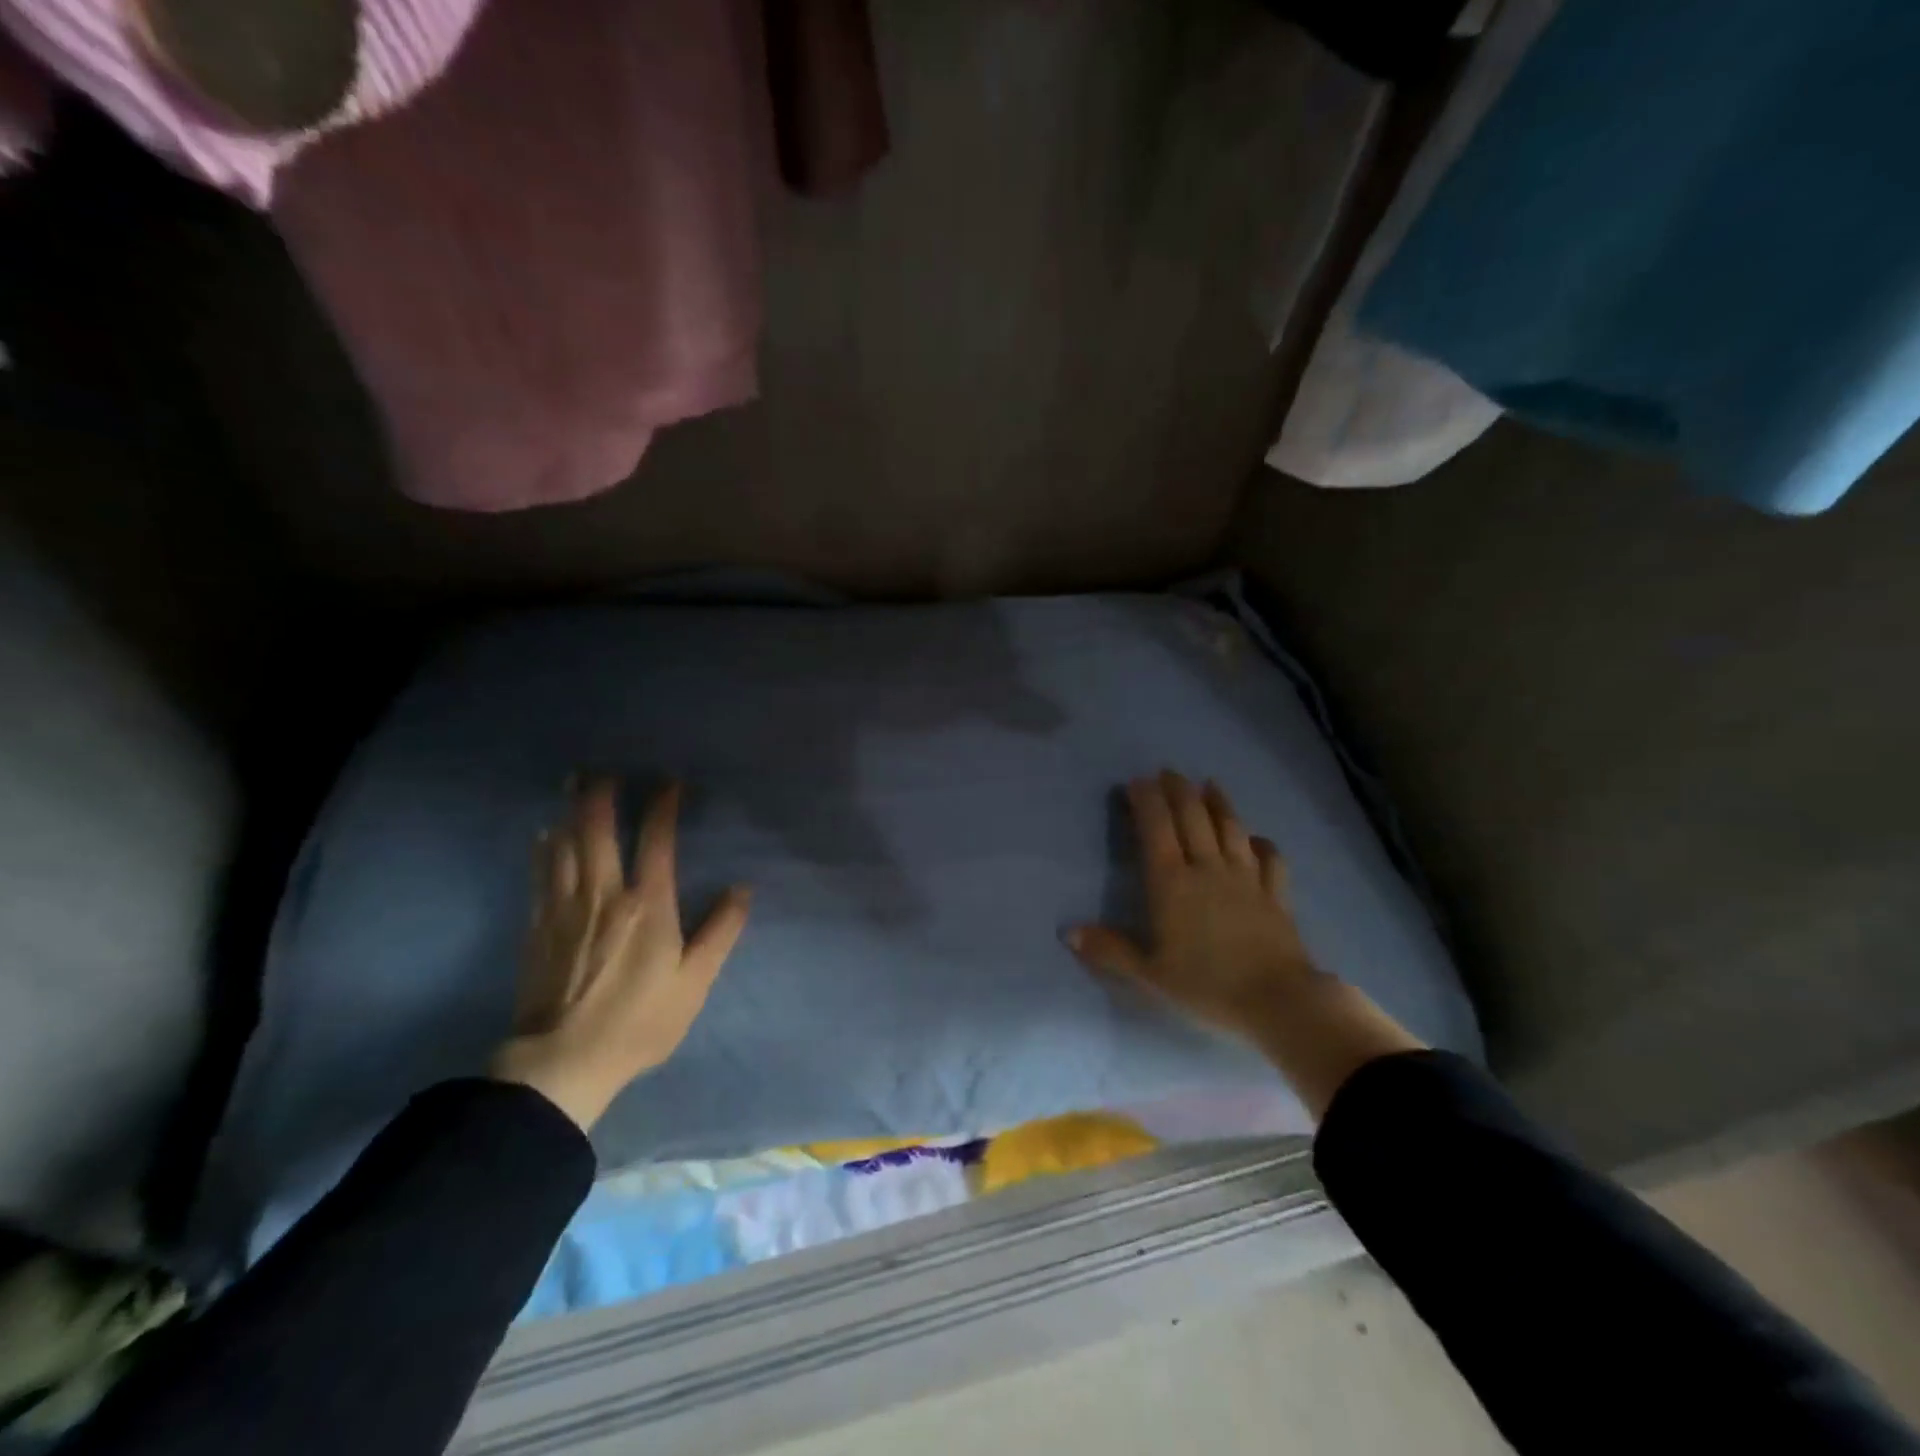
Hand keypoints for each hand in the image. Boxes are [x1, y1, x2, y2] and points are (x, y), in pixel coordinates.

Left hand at [491, 780, 750, 1132]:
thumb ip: (720, 932)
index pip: (656, 840)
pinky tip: (544, 835)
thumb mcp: (694, 982)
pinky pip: (541, 875)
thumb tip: (742, 889)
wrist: (562, 1062)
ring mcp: (565, 909)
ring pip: (566, 846)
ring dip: (571, 811)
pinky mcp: (538, 928)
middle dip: (602, 795)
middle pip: (598, 831)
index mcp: (648, 905)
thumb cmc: (639, 1021)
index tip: (669, 782)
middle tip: (604, 768)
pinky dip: (544, 849)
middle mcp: (604, 895)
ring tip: (573, 783)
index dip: (663, 806)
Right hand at [1067, 771, 1422, 1117]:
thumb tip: (1068, 933)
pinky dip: (1261, 843)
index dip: (1146, 801)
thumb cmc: (1206, 986)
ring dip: (1218, 803)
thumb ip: (1110, 950)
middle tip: (1167, 772)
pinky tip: (1256, 838)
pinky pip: (1270, 859)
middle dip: (1178, 790)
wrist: (1277, 1000)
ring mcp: (1246, 878)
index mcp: (1172, 883)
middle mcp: (1208, 869)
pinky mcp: (1275, 894)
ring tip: (1209, 784)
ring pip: (1230, 828)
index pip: (1156, 829)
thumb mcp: (1150, 974)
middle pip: (1193, 817)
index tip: (1136, 782)